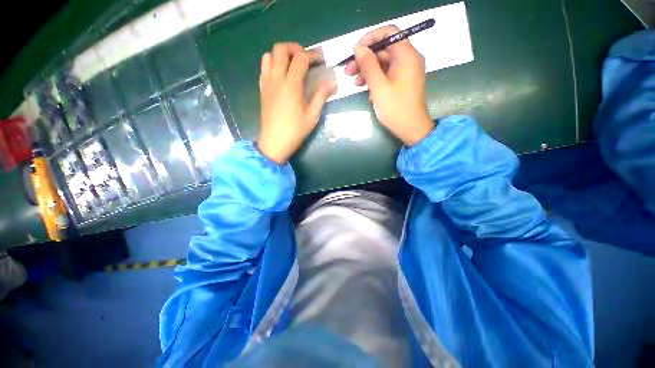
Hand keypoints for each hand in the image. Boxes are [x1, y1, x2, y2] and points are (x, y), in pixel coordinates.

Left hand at [257, 42, 335, 163]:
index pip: (300, 58)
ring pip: (268, 55)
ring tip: (292, 65)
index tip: (321, 60)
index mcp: (291, 85)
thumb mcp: (312, 115)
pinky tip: (282, 76)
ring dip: (281, 55)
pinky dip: (272, 64)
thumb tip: (332, 82)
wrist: (274, 142)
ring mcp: (267, 83)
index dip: (312, 55)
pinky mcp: (262, 89)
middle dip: (294, 48)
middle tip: (305, 58)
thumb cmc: (295, 131)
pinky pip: (264, 68)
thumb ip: (321, 96)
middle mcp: (276, 79)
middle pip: (280, 49)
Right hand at [345, 26, 434, 145]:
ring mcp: (406, 71)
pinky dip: (375, 78)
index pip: (388, 33)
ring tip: (354, 82)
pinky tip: (365, 89)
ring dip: (367, 70)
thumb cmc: (395, 108)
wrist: (411, 128)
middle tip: (348, 71)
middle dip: (365, 59)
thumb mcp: (378, 86)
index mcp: (406, 55)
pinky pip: (387, 73)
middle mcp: (408, 59)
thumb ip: (368, 65)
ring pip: (383, 63)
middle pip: (384, 49)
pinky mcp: (402, 81)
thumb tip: (358, 48)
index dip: (370, 39)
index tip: (355, 52)